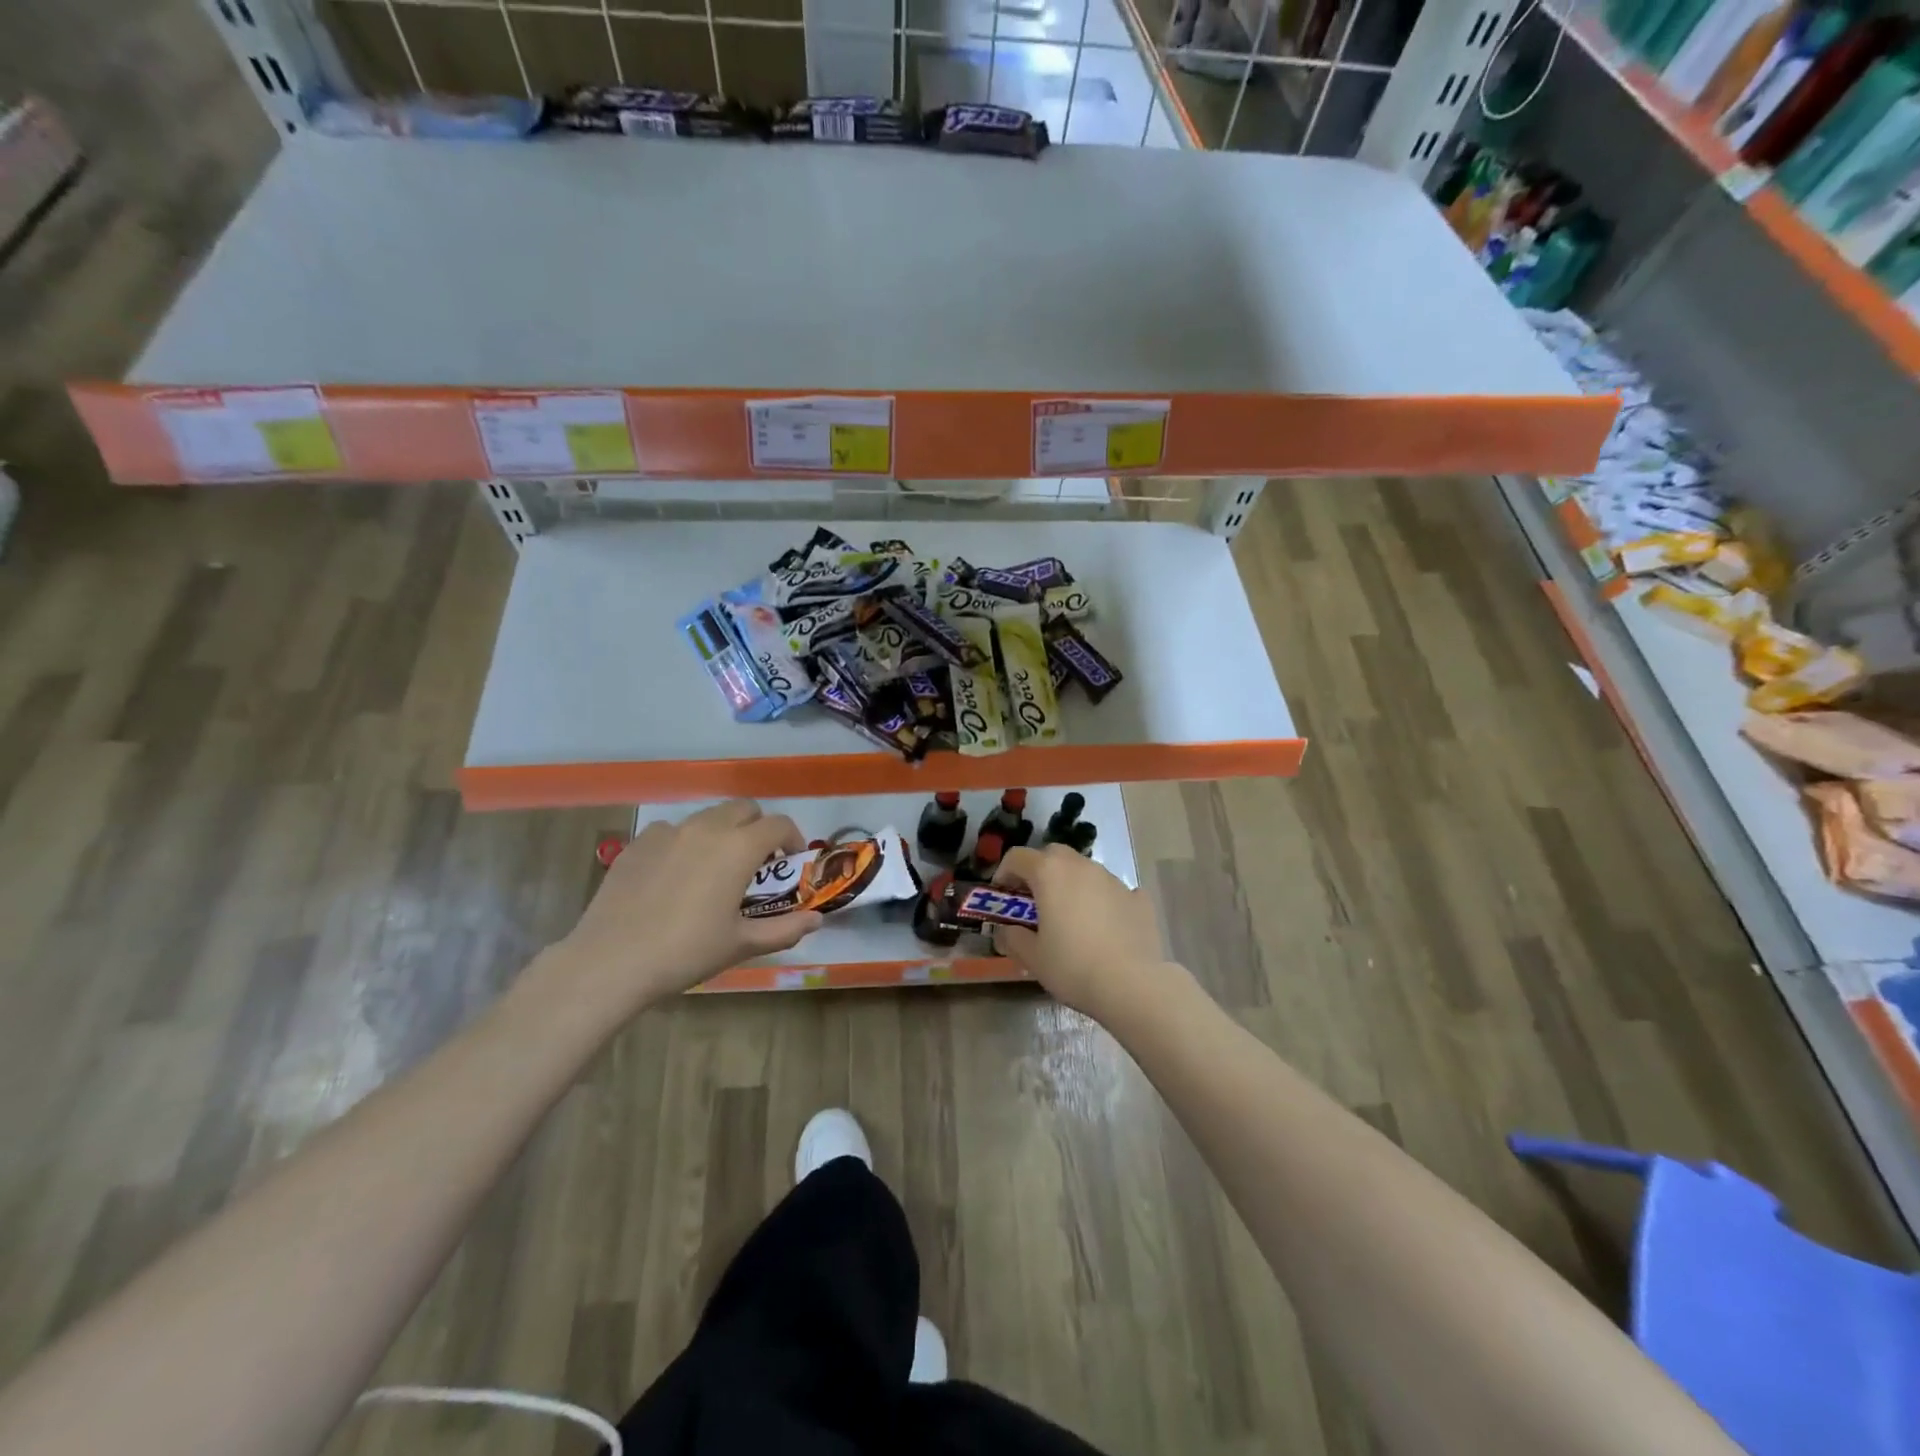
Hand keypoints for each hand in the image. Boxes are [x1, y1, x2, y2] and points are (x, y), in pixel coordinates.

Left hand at [556, 800, 822, 1011]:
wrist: (612, 960)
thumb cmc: (687, 952)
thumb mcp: (741, 943)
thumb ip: (785, 928)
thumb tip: (817, 919)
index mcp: (738, 847)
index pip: (778, 824)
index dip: (792, 838)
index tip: (790, 861)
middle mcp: (707, 827)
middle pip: (744, 809)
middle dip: (757, 827)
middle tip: (756, 861)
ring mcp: (668, 831)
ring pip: (708, 817)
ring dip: (723, 832)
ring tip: (715, 868)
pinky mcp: (638, 843)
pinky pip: (673, 831)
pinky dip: (685, 843)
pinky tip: (675, 876)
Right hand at [991, 844, 1169, 1019]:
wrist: (1132, 984)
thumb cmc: (1073, 967)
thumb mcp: (1032, 957)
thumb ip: (1013, 937)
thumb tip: (1007, 930)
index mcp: (1050, 873)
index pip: (1017, 857)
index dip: (1004, 873)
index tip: (1002, 896)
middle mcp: (1081, 866)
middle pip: (1053, 855)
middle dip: (1039, 871)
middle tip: (1034, 901)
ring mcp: (1113, 879)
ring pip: (1084, 870)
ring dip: (1071, 884)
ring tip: (1071, 917)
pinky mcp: (1138, 897)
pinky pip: (1112, 891)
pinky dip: (1102, 900)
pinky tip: (1104, 926)